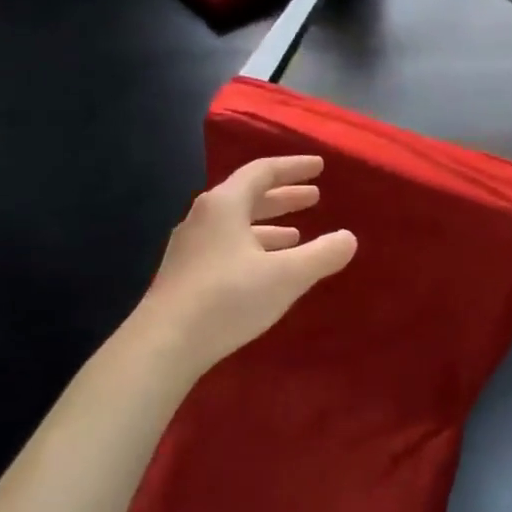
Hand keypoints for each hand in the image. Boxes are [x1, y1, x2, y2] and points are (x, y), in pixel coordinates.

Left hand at [130, 155, 356, 374]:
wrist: (163, 345)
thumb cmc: (228, 298)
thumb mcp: (287, 275)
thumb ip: (323, 254)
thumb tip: (348, 238)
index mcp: (225, 205)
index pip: (262, 172)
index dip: (293, 168)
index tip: (319, 166)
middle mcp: (204, 218)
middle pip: (248, 197)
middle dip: (284, 197)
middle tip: (314, 197)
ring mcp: (191, 247)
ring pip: (237, 225)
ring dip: (269, 225)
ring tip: (297, 234)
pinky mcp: (185, 275)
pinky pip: (227, 246)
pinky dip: (253, 247)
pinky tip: (266, 268)